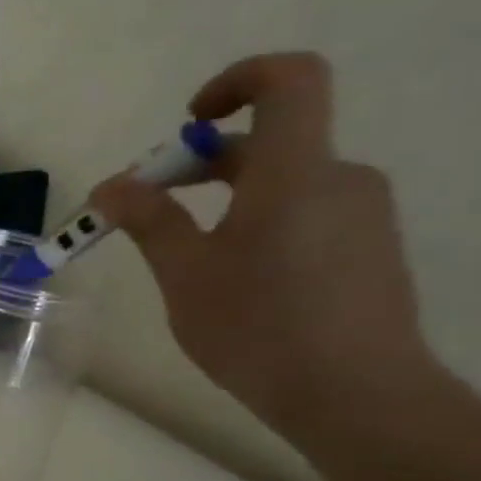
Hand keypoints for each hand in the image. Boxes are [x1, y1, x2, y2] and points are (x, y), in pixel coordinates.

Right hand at [91, 52, 438, 441]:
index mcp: (296, 171)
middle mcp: (340, 178)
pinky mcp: (369, 252)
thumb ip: (149, 220)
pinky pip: (306, 214)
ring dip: (228, 199)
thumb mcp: (186, 273)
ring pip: (285, 182)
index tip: (189, 124)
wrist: (360, 399)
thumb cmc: (260, 327)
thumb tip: (112, 186)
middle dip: (201, 163)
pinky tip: (234, 281)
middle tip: (148, 207)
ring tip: (185, 256)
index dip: (237, 80)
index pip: (289, 80)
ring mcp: (362, 217)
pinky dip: (260, 223)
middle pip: (270, 140)